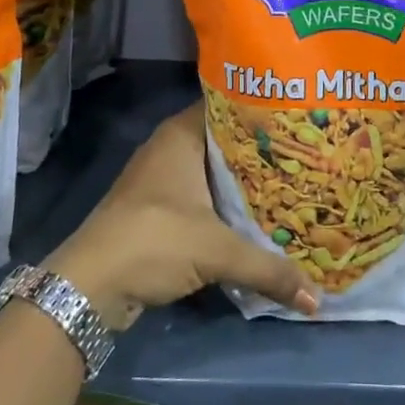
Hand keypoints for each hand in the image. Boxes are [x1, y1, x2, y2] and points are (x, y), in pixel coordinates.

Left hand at [46, 103, 318, 329]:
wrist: (89, 286)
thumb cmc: (154, 241)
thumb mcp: (216, 252)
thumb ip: (268, 269)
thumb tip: (316, 298)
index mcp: (181, 135)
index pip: (229, 106)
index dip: (262, 112)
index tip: (298, 120)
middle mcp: (170, 147)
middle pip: (224, 141)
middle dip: (260, 152)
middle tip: (303, 157)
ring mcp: (160, 178)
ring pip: (212, 171)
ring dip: (242, 182)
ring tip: (289, 186)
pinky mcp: (155, 209)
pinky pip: (200, 196)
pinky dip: (224, 205)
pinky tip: (253, 218)